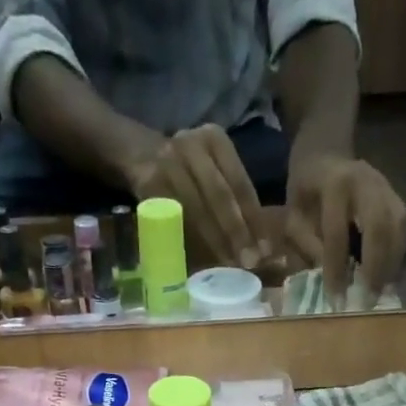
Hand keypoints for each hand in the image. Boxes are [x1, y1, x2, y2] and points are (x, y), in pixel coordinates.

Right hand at [125, 124, 269, 269]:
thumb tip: (262, 244)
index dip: (254, 219)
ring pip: (197, 209)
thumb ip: (234, 197)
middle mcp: (191, 145)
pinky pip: (174, 218)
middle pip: (220, 195)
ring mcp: (167, 162)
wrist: (138, 153)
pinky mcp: (148, 184)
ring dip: (214, 242)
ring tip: (229, 265)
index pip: (240, 184)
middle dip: (237, 232)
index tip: (266, 249)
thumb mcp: (211, 168)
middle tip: (250, 262)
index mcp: (215, 139)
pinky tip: (201, 260)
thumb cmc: (187, 170)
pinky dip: (189, 241)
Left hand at [285, 152, 405, 306]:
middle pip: (379, 227)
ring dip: (392, 265)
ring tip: (381, 294)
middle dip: (375, 268)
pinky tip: (390, 280)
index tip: (336, 301)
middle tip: (367, 301)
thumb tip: (331, 279)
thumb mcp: (294, 219)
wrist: (325, 159)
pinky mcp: (399, 199)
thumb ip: (308, 246)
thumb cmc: (306, 196)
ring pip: (399, 229)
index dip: (337, 269)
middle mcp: (367, 181)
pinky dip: (399, 258)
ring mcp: (388, 188)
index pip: (337, 233)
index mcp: (335, 184)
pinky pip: (405, 231)